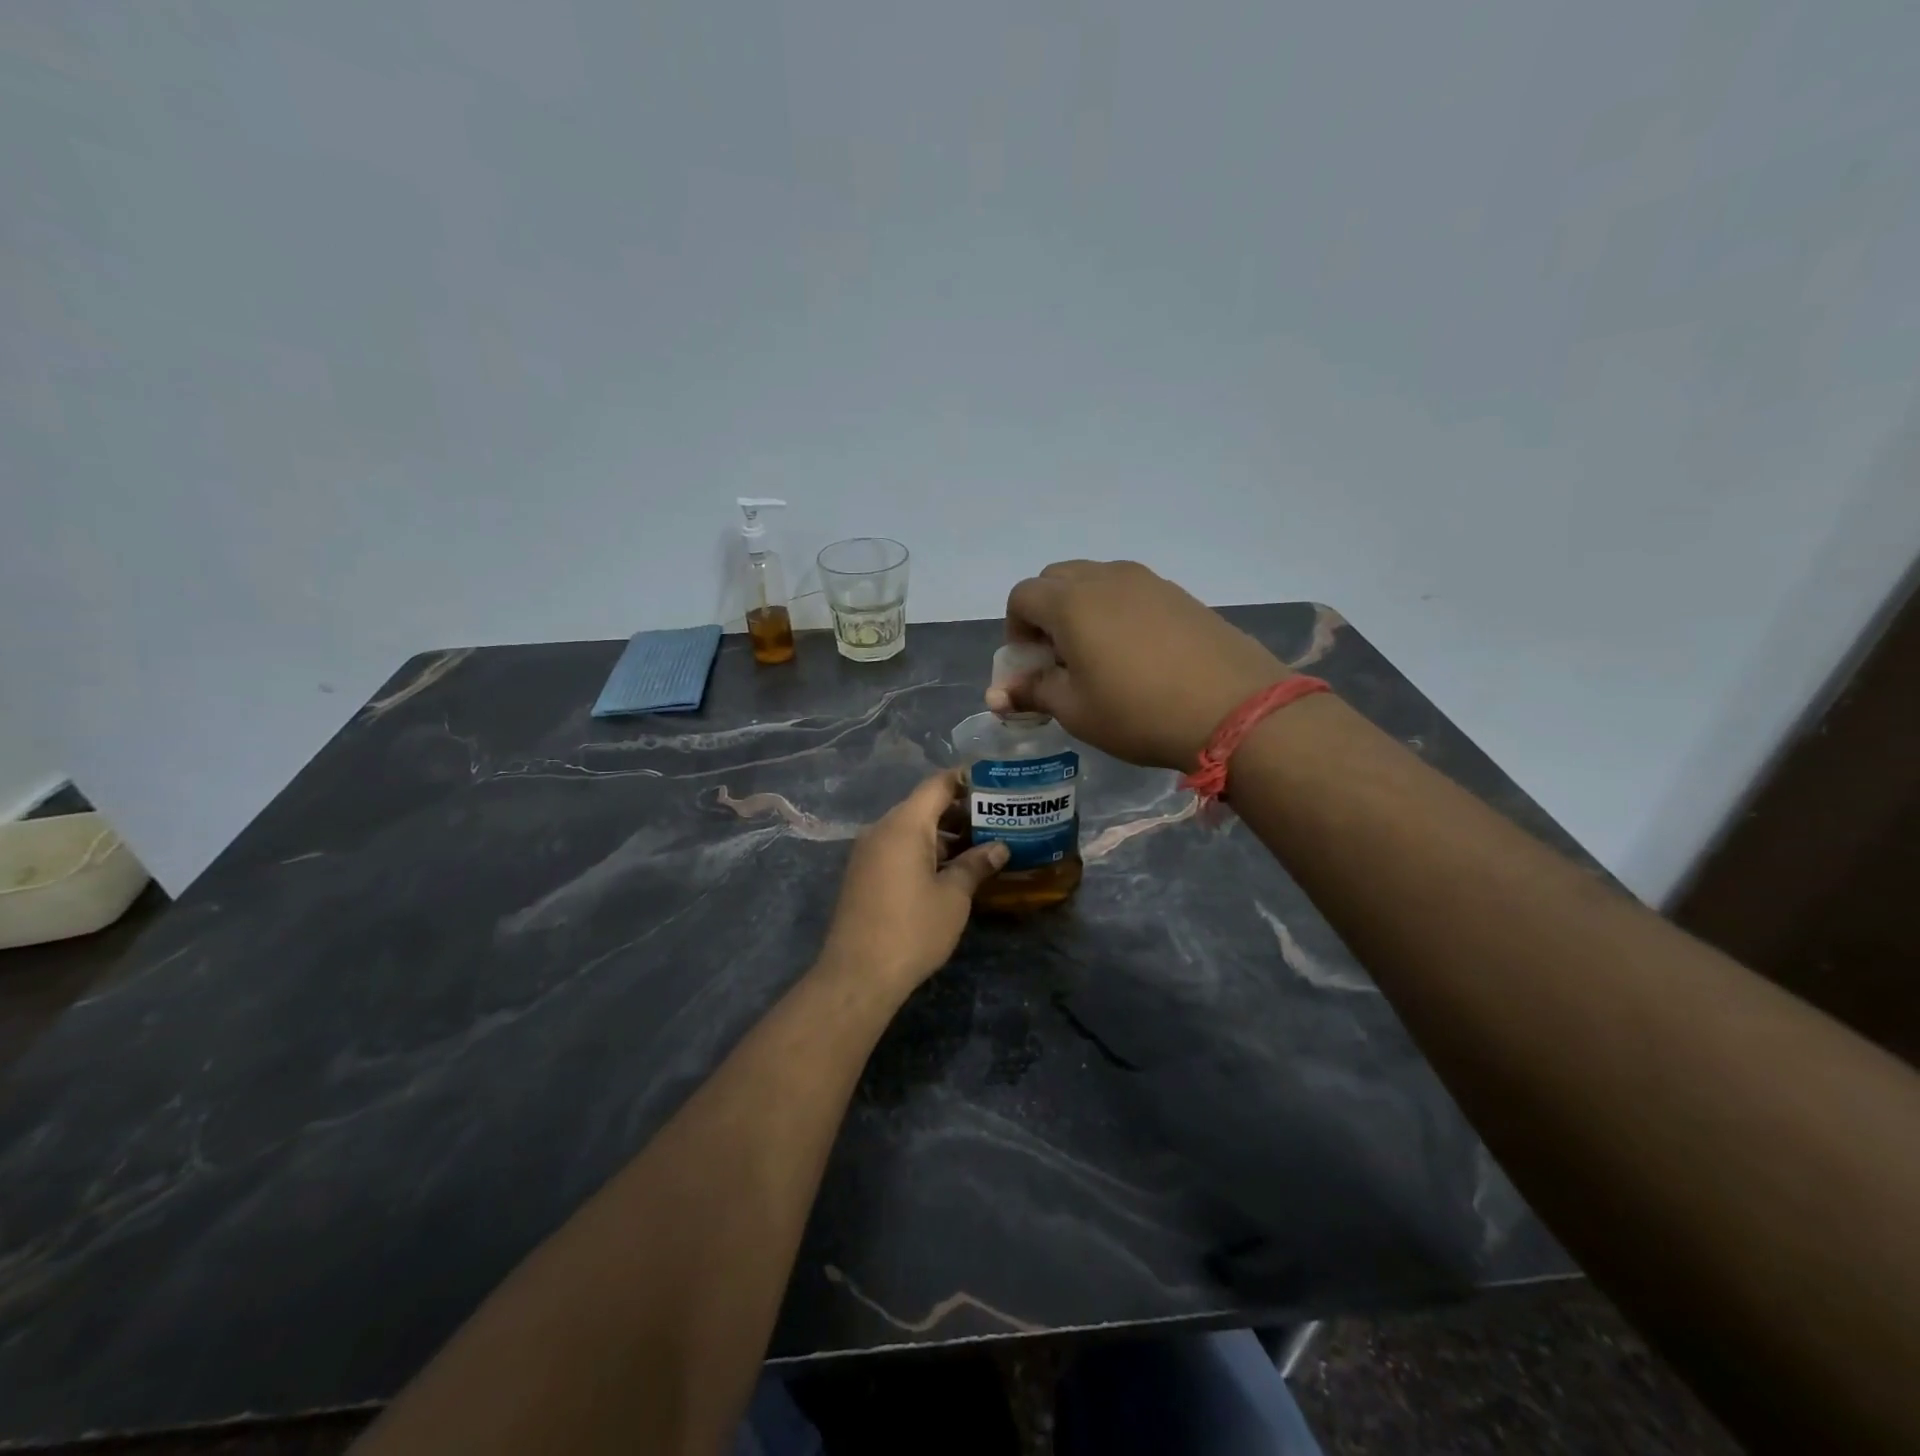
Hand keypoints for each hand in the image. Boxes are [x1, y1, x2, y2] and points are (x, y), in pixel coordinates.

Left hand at [818, 771, 1007, 993]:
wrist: (857, 974)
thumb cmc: (912, 929)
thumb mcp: (953, 897)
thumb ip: (976, 865)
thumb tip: (1000, 847)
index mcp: (904, 824)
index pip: (937, 784)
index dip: (966, 779)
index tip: (995, 783)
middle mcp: (882, 829)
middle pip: (924, 806)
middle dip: (960, 810)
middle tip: (996, 819)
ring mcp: (869, 852)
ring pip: (911, 829)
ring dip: (944, 834)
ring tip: (981, 846)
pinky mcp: (864, 874)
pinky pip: (898, 848)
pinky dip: (925, 850)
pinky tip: (951, 869)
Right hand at [986, 560, 1289, 771]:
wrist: (1234, 708)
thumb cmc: (1139, 712)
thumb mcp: (1076, 711)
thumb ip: (1033, 692)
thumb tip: (999, 695)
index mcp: (1071, 602)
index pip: (1022, 596)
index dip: (1016, 630)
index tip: (1032, 666)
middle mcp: (1105, 578)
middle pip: (1056, 579)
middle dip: (1045, 613)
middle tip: (1060, 658)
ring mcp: (1147, 581)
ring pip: (1095, 581)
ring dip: (1081, 609)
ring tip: (1098, 656)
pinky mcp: (1179, 593)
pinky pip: (1130, 591)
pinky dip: (1117, 612)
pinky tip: (1137, 654)